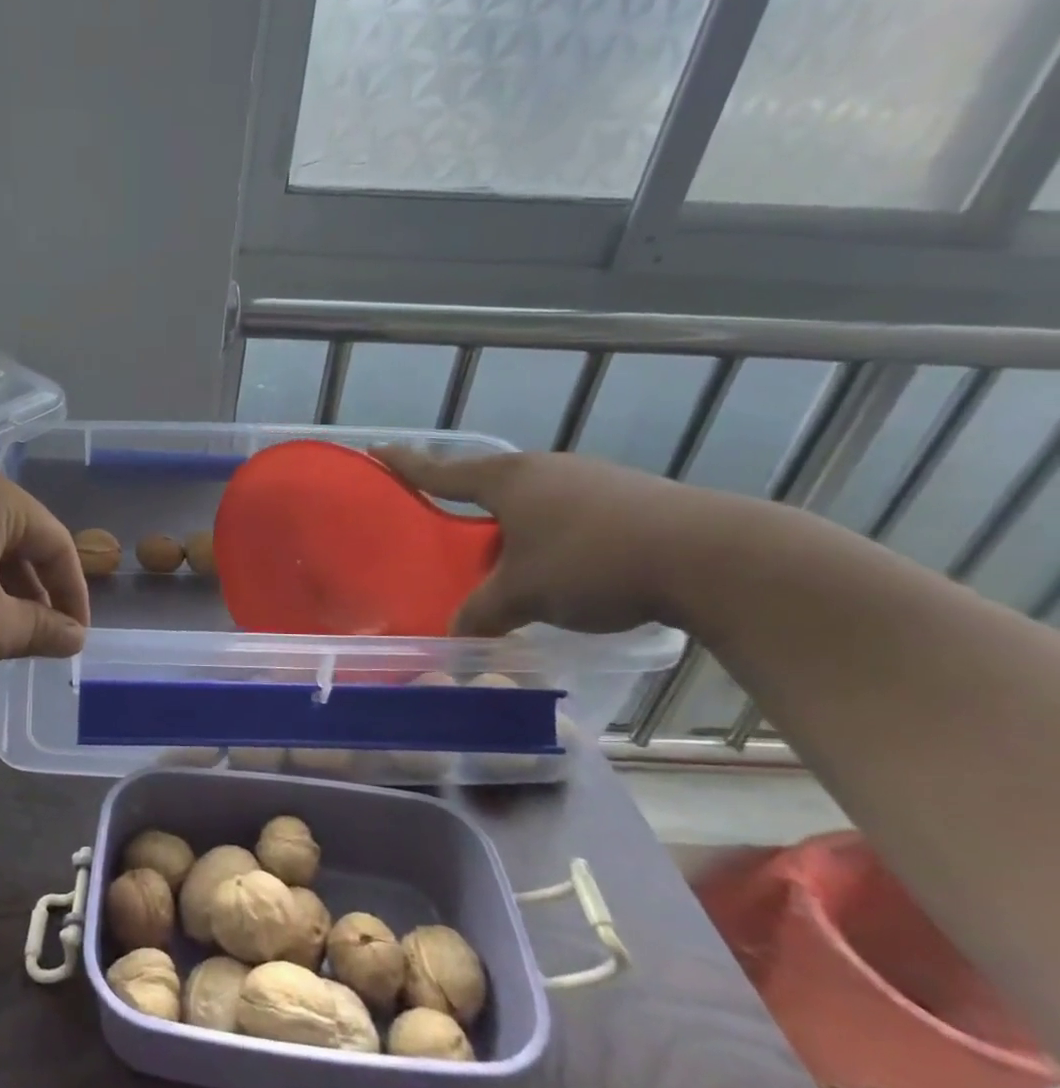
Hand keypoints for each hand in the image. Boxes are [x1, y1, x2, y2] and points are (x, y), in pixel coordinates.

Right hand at [371, 447, 714, 636]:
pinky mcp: (626, 497)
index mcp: (508, 480)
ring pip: (530, 499)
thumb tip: (454, 637)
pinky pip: (566, 511)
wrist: (711, 556)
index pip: (441, 469)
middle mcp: (544, 469)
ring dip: (510, 523)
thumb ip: (479, 614)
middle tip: (441, 523)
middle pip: (487, 482)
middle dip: (463, 501)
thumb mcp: (522, 596)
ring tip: (502, 555)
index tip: (375, 450)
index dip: (405, 464)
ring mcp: (589, 478)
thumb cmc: (593, 562)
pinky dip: (548, 533)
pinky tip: (558, 564)